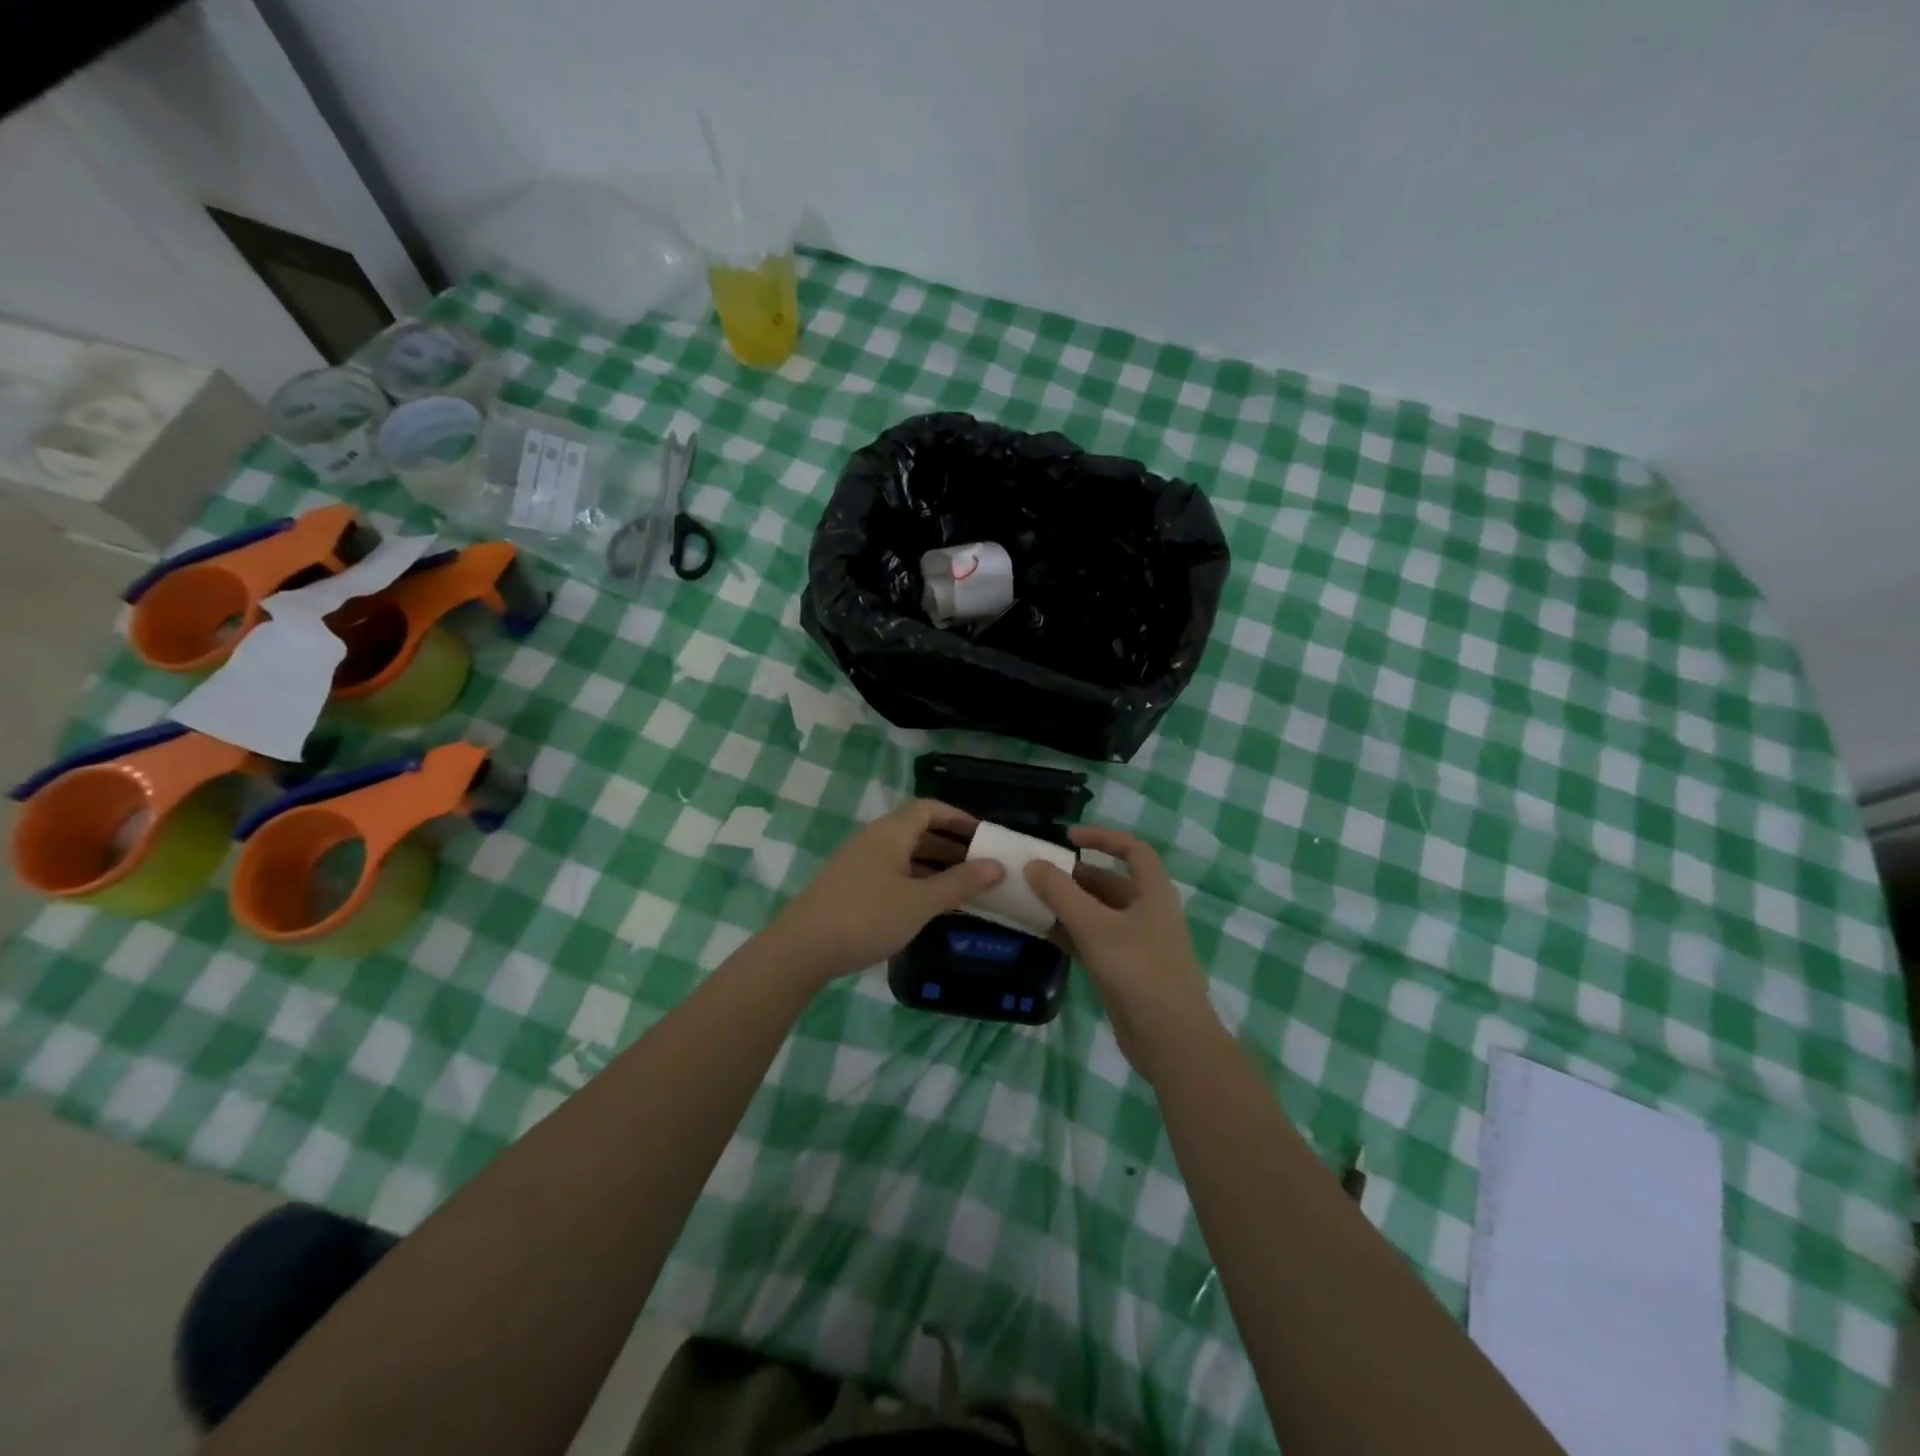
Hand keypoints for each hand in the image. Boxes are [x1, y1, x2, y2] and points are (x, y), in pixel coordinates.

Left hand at [766, 799, 1003, 984]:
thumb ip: (959, 883)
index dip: (958, 817)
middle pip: (918, 831)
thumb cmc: (867, 917)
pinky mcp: (850, 886)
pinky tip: (929, 905)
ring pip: (904, 855)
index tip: (984, 835)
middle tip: (981, 865)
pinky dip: (916, 881)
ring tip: (963, 887)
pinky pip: (892, 873)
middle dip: (951, 845)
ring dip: (934, 866)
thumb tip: (997, 866)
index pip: (929, 809)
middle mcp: (874, 840)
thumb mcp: (920, 902)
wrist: (802, 949)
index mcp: (891, 832)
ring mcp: (859, 863)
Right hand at [1026, 826, 1220, 1081]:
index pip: (1133, 850)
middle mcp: (1147, 912)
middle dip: (1074, 876)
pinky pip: (1091, 940)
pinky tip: (1039, 931)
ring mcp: (1135, 943)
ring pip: (1096, 913)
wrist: (1169, 1040)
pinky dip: (1068, 933)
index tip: (1068, 838)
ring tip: (1030, 899)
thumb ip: (1061, 893)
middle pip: (1109, 882)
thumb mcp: (1095, 926)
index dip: (1103, 837)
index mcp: (1153, 893)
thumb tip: (1033, 864)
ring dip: (1066, 905)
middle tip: (1036, 872)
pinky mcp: (1123, 970)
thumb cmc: (1138, 970)